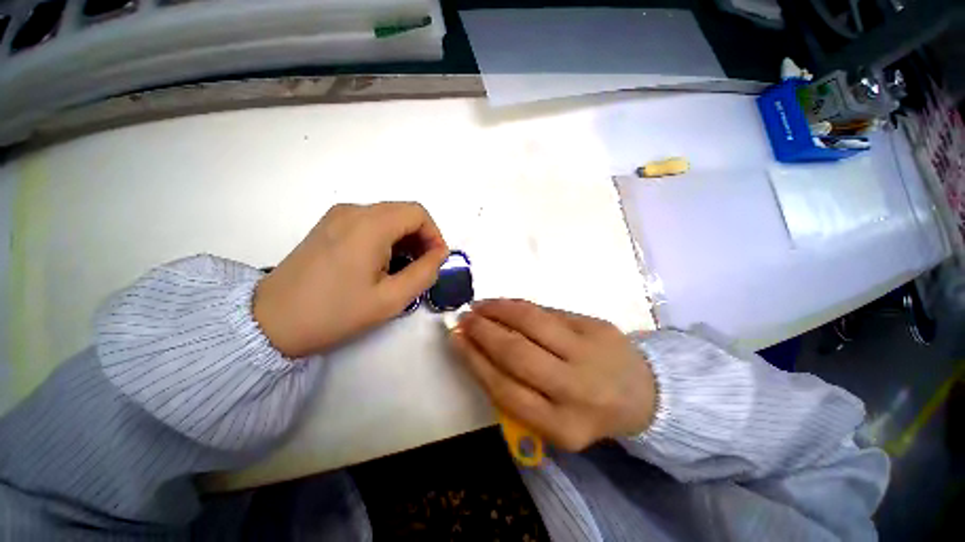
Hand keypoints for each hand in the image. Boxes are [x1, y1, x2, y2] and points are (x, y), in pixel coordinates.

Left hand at [254, 202, 447, 357]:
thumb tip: (440, 254)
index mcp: (370, 225)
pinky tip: (381, 263)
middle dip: (421, 238)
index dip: (434, 235)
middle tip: (422, 267)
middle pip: (403, 212)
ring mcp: (337, 216)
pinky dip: (386, 238)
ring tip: (402, 268)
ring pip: (387, 217)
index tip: (436, 261)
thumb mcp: (392, 299)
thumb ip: (425, 272)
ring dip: (404, 239)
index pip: (418, 213)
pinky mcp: (328, 226)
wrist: (271, 321)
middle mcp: (353, 211)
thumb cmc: (335, 312)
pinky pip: (369, 223)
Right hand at [451, 299, 655, 451]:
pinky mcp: (595, 325)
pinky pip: (547, 311)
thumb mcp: (554, 419)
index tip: (456, 340)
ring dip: (498, 310)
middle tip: (464, 319)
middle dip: (483, 332)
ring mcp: (588, 352)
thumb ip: (517, 391)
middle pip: (515, 353)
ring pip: (531, 322)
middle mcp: (575, 390)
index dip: (475, 360)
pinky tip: (504, 304)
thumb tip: (478, 351)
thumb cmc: (587, 409)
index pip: (504, 388)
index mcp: (562, 426)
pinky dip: (519, 306)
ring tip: (480, 305)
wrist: (642, 392)